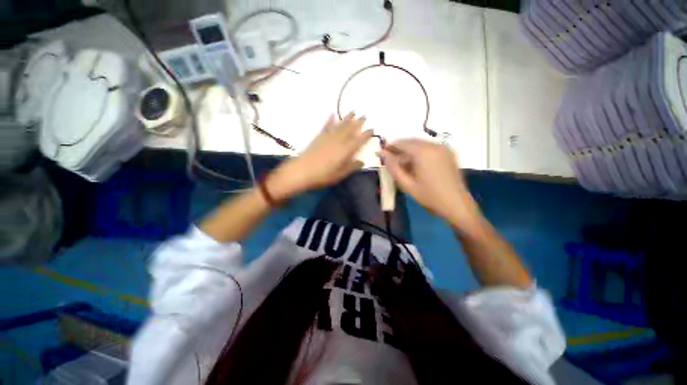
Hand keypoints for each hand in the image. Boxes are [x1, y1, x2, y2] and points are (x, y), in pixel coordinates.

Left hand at [268, 114, 372, 199]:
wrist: (301, 171)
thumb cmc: (322, 176)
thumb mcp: (339, 175)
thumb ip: (351, 167)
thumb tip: (362, 161)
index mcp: (345, 151)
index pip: (358, 141)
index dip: (366, 135)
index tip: (372, 129)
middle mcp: (338, 141)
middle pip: (350, 130)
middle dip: (358, 122)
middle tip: (364, 116)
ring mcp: (327, 138)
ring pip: (340, 126)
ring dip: (347, 118)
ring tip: (353, 111)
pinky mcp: (318, 137)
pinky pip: (326, 126)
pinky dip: (330, 119)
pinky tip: (332, 113)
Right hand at [380, 139, 480, 226]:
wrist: (456, 203)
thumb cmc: (429, 196)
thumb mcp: (407, 184)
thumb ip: (393, 167)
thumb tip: (382, 154)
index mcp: (423, 152)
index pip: (402, 143)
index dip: (390, 146)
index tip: (382, 152)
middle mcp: (434, 145)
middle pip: (411, 141)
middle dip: (399, 148)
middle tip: (390, 158)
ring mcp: (443, 147)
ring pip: (420, 143)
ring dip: (409, 150)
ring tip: (402, 163)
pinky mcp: (448, 152)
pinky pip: (429, 147)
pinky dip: (419, 151)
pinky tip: (416, 163)